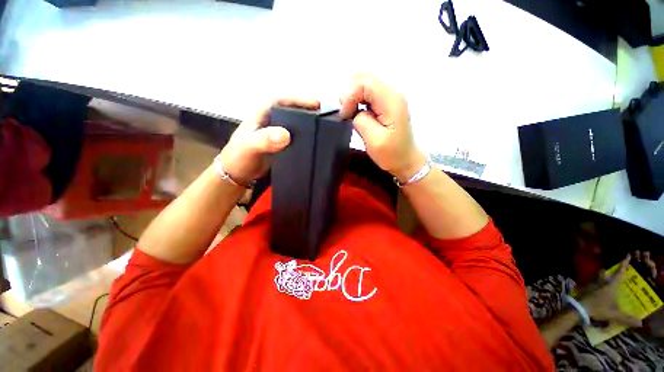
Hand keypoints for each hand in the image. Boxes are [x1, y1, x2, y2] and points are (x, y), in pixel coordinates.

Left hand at [218, 98, 319, 183]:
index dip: (300, 100)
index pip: (282, 100)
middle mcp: (272, 121)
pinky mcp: (282, 145)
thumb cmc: (239, 157)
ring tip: (324, 128)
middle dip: (309, 111)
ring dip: (309, 125)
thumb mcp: (250, 146)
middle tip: (326, 116)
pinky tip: (313, 142)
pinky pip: (297, 138)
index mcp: (263, 114)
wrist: (238, 174)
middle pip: (293, 111)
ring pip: (296, 125)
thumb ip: (264, 140)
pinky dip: (306, 138)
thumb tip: (285, 135)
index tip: (317, 104)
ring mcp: (278, 133)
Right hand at [339, 73, 425, 181]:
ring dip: (352, 97)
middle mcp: (392, 94)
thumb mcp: (374, 140)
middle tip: (344, 113)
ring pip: (364, 85)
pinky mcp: (386, 104)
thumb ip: (361, 120)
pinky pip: (368, 94)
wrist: (406, 160)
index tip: (344, 115)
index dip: (349, 96)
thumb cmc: (392, 154)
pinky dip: (357, 101)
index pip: (365, 83)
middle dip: (349, 94)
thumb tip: (353, 111)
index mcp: (391, 101)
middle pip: (364, 79)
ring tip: (349, 115)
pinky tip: (356, 114)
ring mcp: (389, 98)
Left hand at [578, 255, 641, 327]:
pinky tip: (597, 289)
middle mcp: (601, 281)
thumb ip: (628, 319)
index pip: (620, 272)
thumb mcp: (615, 315)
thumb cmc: (599, 309)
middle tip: (616, 274)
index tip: (627, 255)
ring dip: (602, 277)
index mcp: (611, 284)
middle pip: (606, 273)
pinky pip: (592, 282)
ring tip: (607, 281)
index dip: (624, 264)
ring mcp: (592, 283)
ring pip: (598, 276)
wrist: (579, 308)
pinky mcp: (585, 287)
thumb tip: (641, 323)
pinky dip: (596, 284)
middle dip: (611, 272)